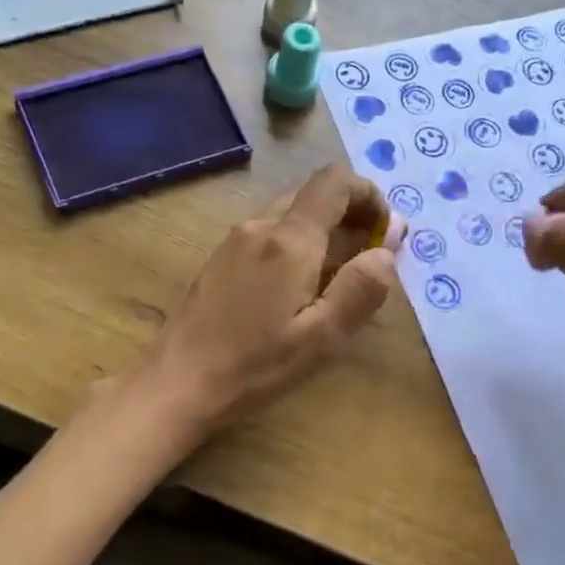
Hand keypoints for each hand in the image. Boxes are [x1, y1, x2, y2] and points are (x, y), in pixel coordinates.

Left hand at [133, 163, 400, 434]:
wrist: (177, 383)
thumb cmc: (255, 365)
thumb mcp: (323, 337)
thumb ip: (362, 288)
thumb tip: (387, 248)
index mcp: (289, 239)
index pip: (336, 181)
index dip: (370, 195)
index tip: (387, 232)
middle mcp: (259, 226)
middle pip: (313, 195)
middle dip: (350, 216)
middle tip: (369, 260)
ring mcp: (234, 241)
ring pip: (290, 214)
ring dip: (323, 233)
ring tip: (337, 282)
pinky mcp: (220, 260)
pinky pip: (268, 235)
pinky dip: (296, 246)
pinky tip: (297, 292)